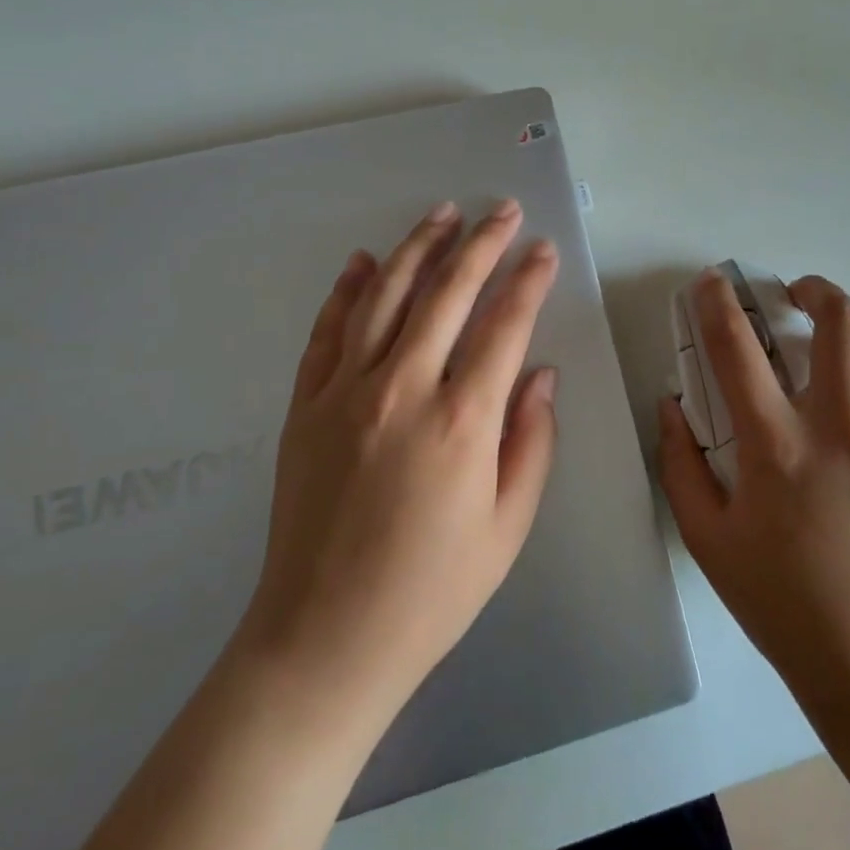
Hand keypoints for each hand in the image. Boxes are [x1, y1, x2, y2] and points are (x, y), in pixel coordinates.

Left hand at [243, 199, 560, 726]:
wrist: (323, 639)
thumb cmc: (432, 590)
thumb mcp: (507, 526)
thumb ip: (531, 441)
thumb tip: (540, 373)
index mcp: (462, 421)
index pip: (505, 325)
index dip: (528, 280)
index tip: (543, 249)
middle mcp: (402, 389)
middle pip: (447, 293)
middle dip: (481, 243)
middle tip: (503, 210)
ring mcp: (345, 392)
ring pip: (385, 296)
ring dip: (418, 248)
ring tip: (442, 213)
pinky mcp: (306, 406)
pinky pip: (328, 331)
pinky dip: (347, 290)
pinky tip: (362, 261)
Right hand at [658, 271, 849, 717]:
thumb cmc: (783, 605)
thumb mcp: (708, 540)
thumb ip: (680, 463)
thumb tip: (672, 405)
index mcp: (778, 446)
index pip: (737, 346)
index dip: (717, 302)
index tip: (711, 281)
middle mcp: (842, 428)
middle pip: (838, 317)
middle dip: (812, 288)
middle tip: (793, 296)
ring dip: (847, 335)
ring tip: (827, 358)